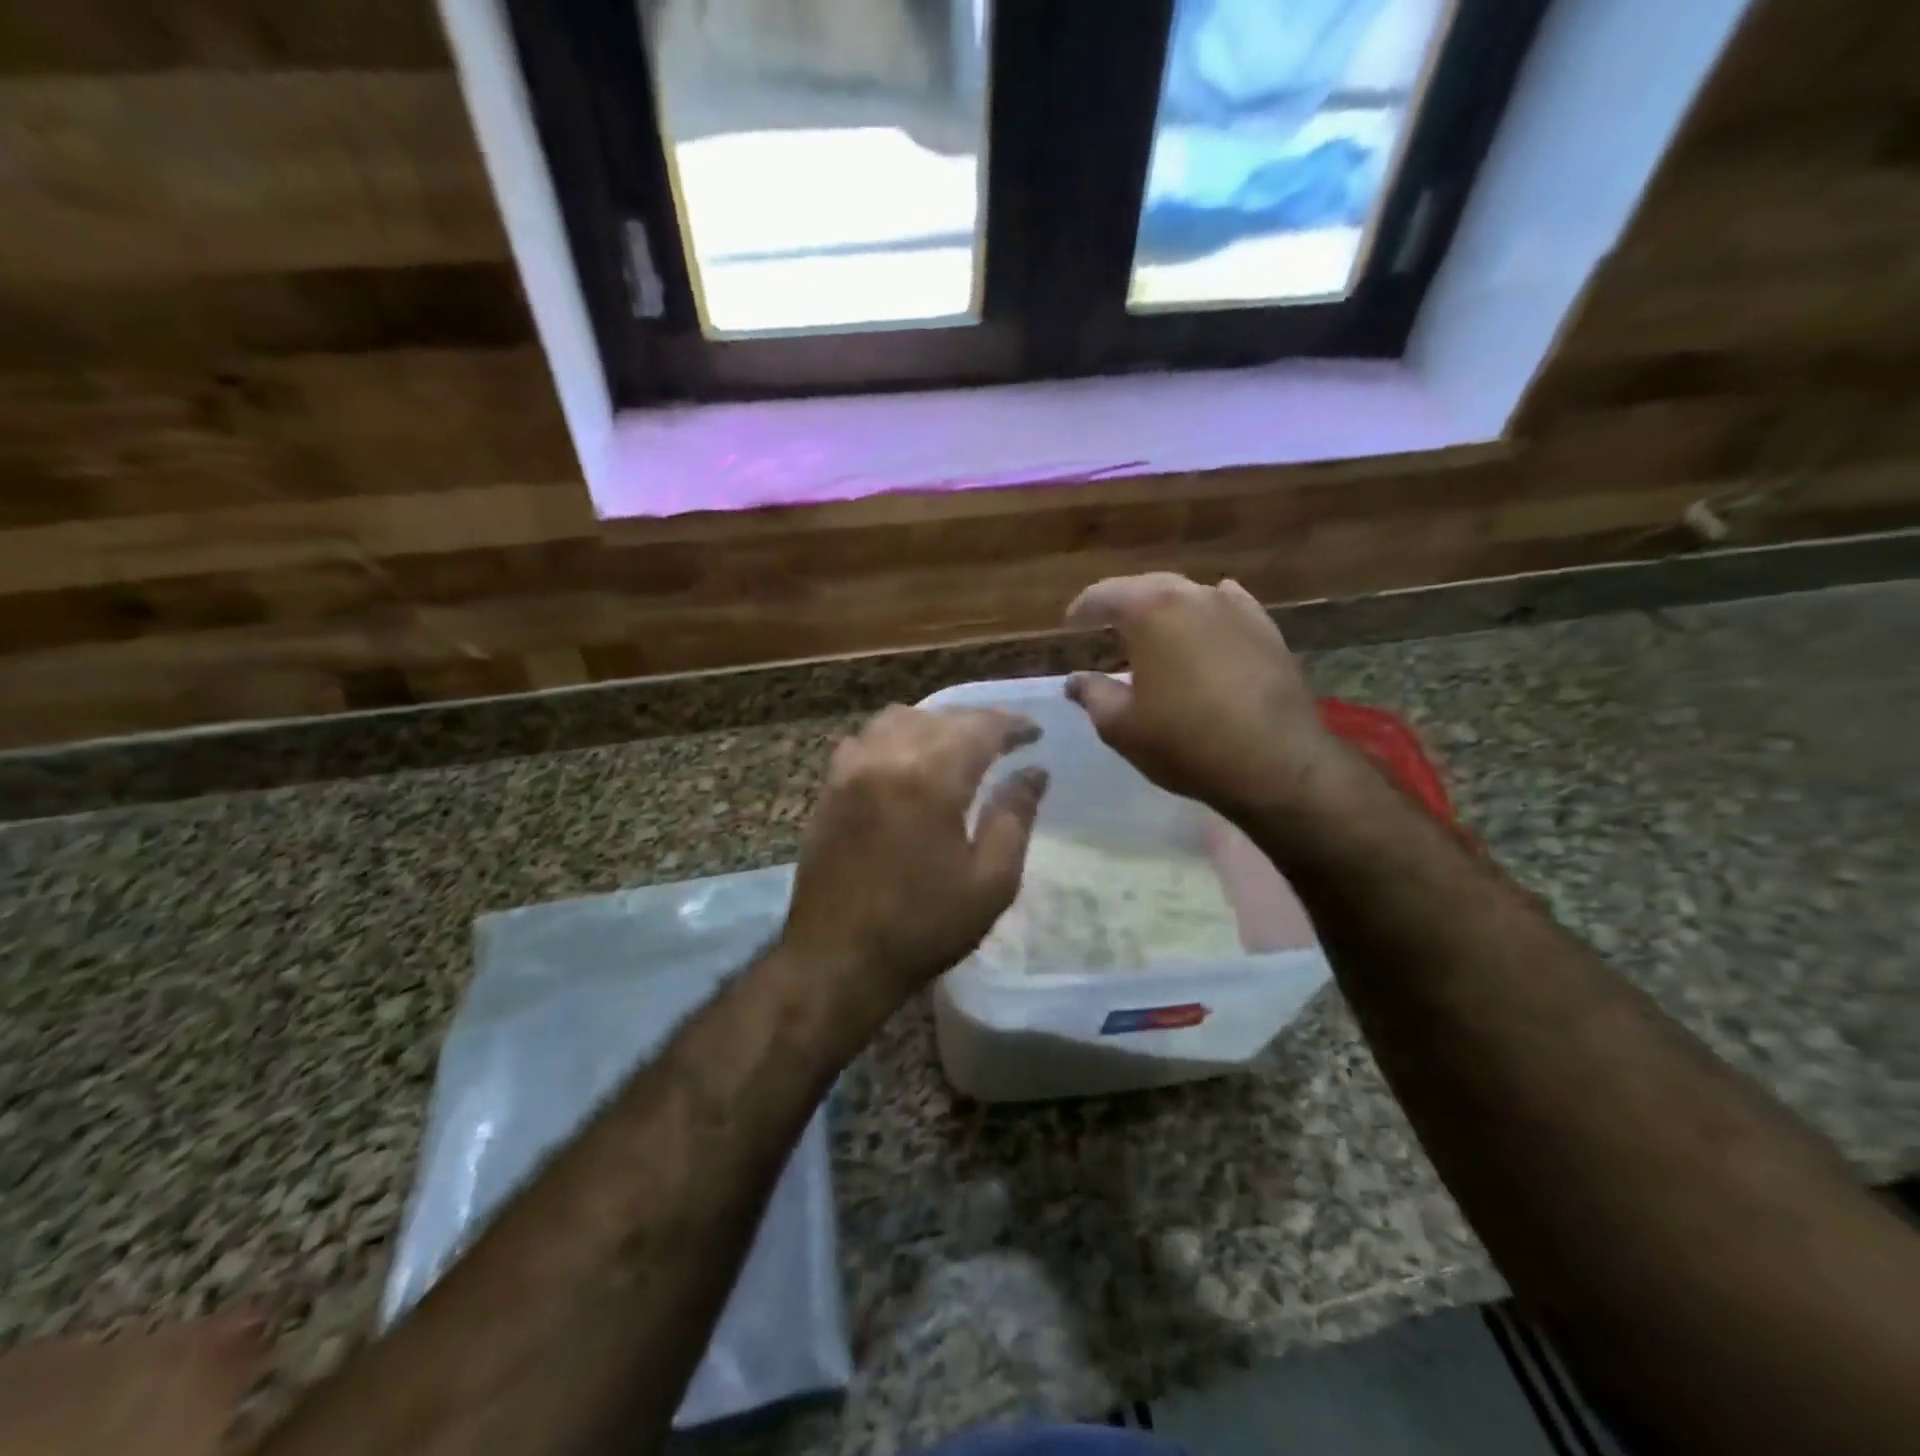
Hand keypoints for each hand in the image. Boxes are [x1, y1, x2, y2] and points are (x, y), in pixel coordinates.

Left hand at [781, 706, 1048, 1018]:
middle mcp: (886, 758)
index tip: (1035, 733)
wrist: (838, 958)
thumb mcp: (990, 882)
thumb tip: (1035, 773)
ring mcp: (850, 770)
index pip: (979, 728)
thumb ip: (1015, 818)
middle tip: (1006, 739)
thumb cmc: (923, 926)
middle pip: (939, 718)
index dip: (1012, 725)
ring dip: (934, 724)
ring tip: (957, 746)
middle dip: (977, 722)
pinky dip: (893, 737)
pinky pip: (864, 740)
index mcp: (930, 779)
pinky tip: (905, 761)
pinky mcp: (829, 788)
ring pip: (897, 719)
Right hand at [1065, 573, 1342, 820]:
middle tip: (1105, 623)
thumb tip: (1075, 680)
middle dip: (1124, 603)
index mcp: (1151, 611)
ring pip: (1190, 595)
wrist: (1275, 763)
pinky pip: (1229, 609)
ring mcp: (1236, 610)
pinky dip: (1208, 614)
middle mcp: (1194, 596)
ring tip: (1154, 631)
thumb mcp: (1121, 726)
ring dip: (1166, 609)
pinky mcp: (1267, 630)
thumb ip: (1092, 695)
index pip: (1105, 594)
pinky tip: (1207, 625)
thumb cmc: (1185, 742)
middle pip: (1148, 587)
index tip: (1070, 624)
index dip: (1082, 608)